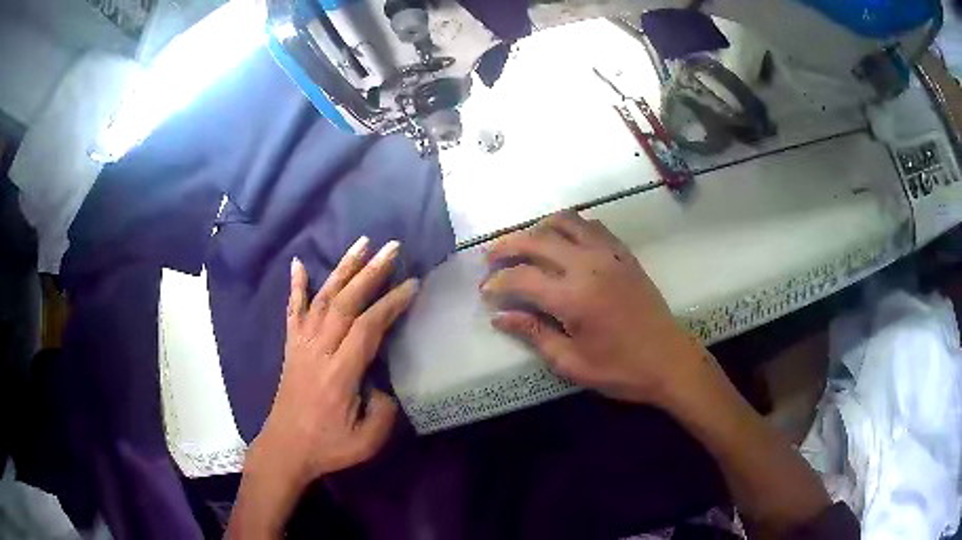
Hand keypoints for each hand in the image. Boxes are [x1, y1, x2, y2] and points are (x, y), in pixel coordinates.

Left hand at [251, 237, 418, 489]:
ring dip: (342, 269)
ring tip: (361, 243)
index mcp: (340, 374)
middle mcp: (319, 351)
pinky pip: (293, 311)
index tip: (411, 284)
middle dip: (370, 272)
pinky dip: (296, 286)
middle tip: (391, 248)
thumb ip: (384, 411)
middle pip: (346, 303)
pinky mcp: (291, 347)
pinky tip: (298, 264)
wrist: (285, 448)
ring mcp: (302, 345)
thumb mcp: (367, 441)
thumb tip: (382, 383)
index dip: (390, 303)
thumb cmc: (327, 446)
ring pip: (323, 299)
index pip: (368, 327)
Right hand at [481, 212, 704, 406]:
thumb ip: (535, 333)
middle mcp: (588, 266)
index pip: (522, 278)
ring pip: (566, 222)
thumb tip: (500, 317)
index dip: (498, 282)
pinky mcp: (624, 255)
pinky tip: (564, 242)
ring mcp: (609, 255)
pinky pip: (593, 227)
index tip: (485, 291)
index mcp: (573, 297)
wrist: (670, 361)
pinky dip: (571, 227)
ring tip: (525, 244)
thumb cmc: (620, 370)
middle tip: (490, 258)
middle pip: (538, 240)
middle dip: (507, 246)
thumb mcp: (571, 363)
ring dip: (539, 228)